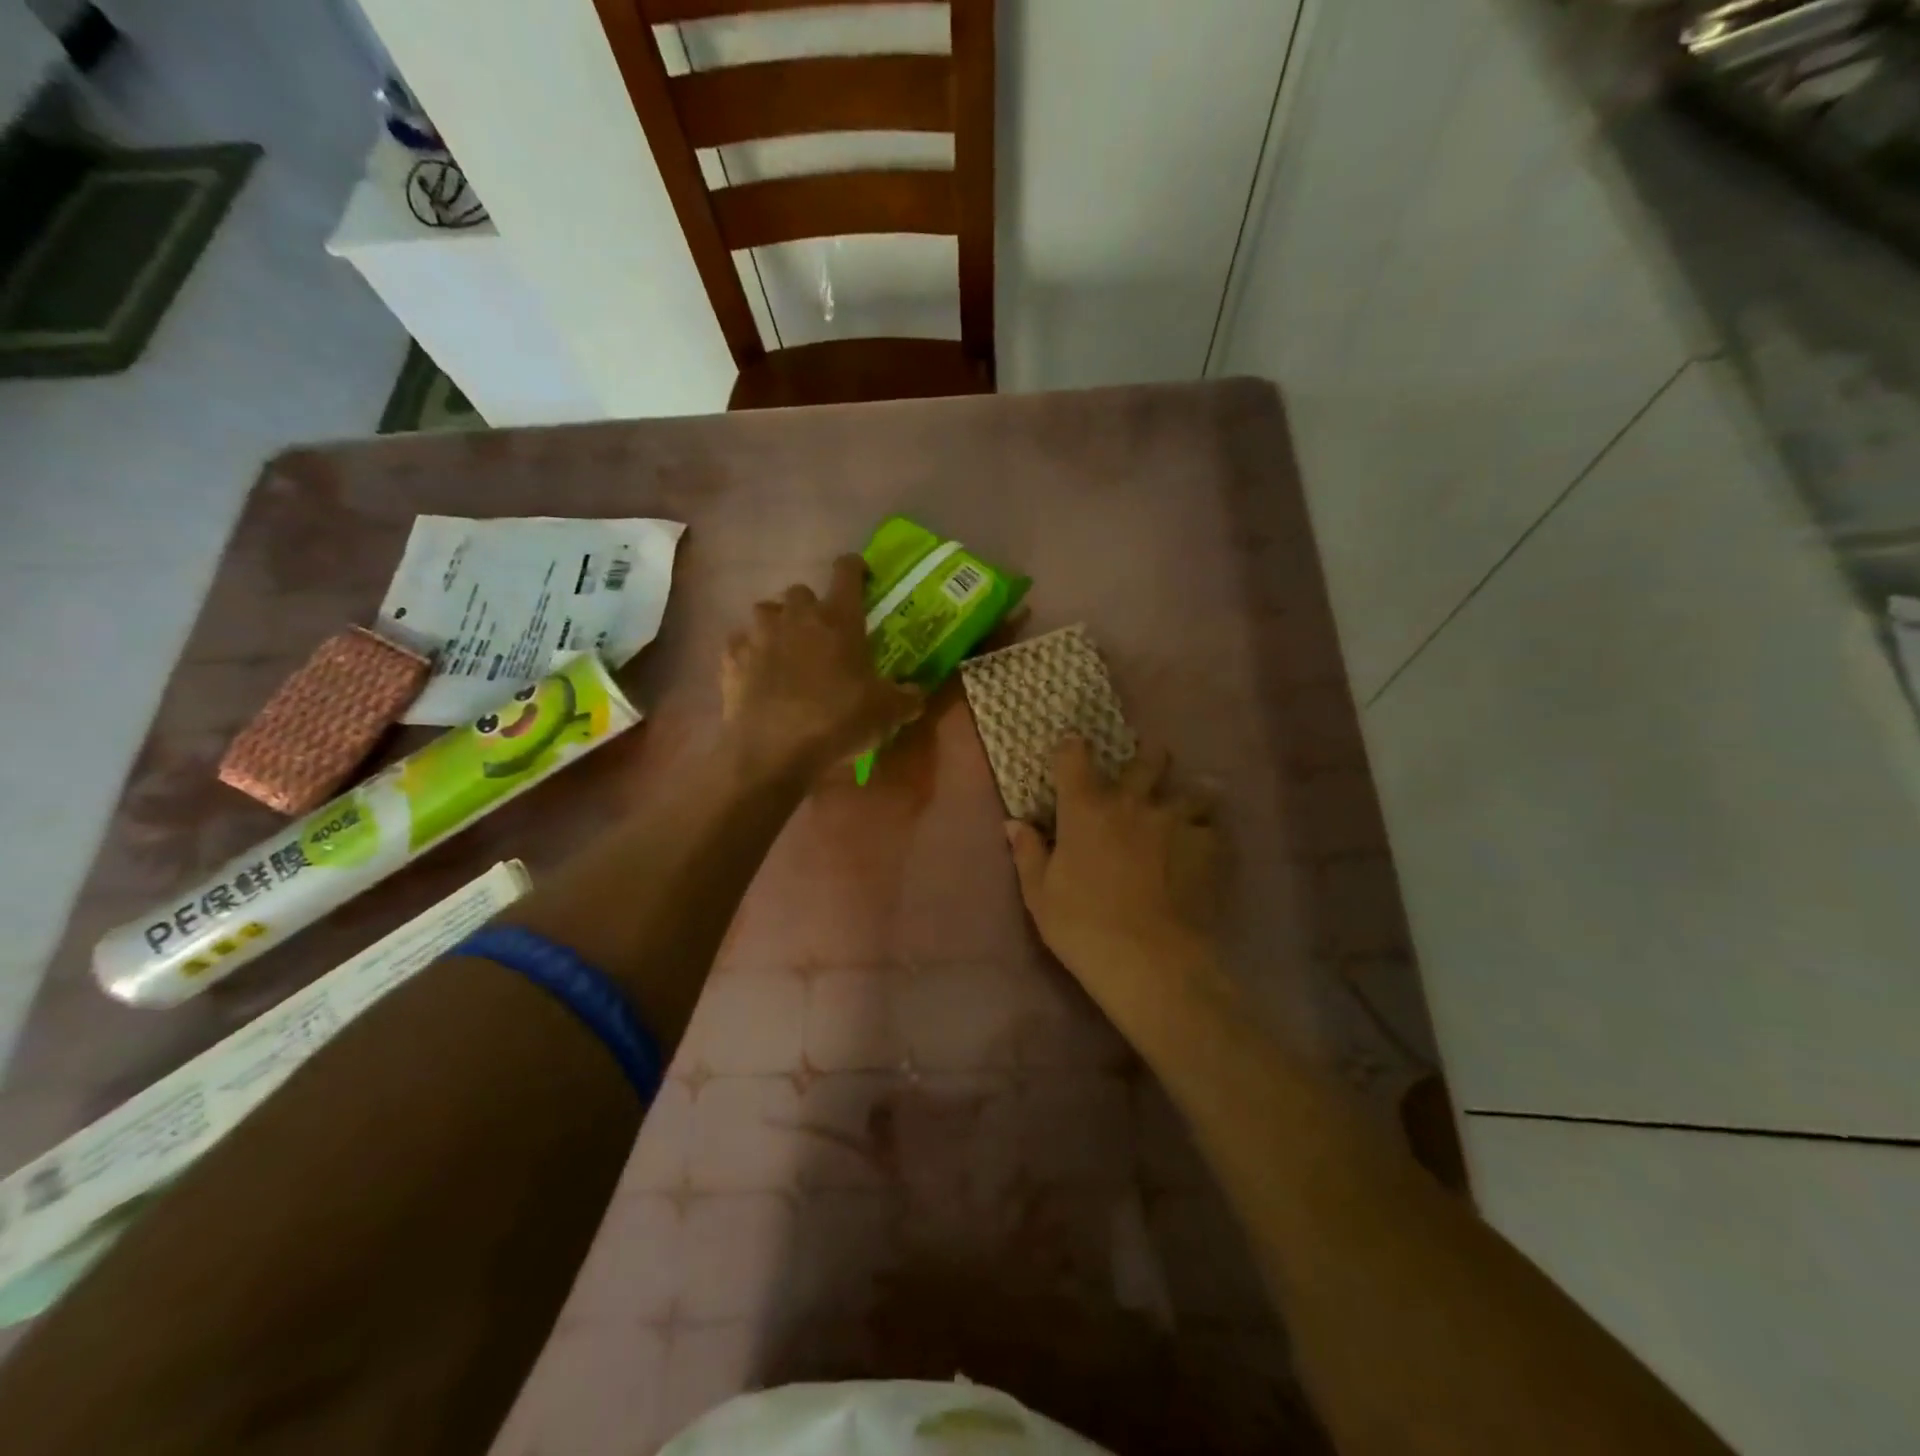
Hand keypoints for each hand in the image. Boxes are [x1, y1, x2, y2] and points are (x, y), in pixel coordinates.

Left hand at [721, 554, 922, 778]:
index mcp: (839, 618)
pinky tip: (757, 673)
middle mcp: (797, 616)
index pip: (847, 571)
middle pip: (801, 591)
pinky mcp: (732, 659)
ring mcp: (759, 635)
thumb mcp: (887, 713)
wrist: (774, 751)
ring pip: (766, 611)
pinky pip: (740, 643)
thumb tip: (916, 694)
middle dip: (812, 607)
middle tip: (822, 633)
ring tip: (786, 649)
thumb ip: (906, 698)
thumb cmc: (838, 721)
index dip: (855, 568)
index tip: (861, 575)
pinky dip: (749, 652)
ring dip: (777, 624)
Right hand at [1007, 737, 1220, 993]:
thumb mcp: (1040, 895)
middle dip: (1148, 757)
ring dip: (1188, 795)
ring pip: (1192, 790)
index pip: (1075, 757)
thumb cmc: (1083, 927)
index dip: (1073, 747)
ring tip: (1188, 806)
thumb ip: (1028, 853)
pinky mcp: (1209, 847)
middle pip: (1147, 760)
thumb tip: (1014, 823)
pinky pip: (1213, 828)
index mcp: (1085, 809)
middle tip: (1148, 766)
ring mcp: (1176, 821)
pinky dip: (1208, 833)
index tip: (1073, 748)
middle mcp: (1132, 803)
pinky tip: (1205, 848)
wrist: (1149, 961)